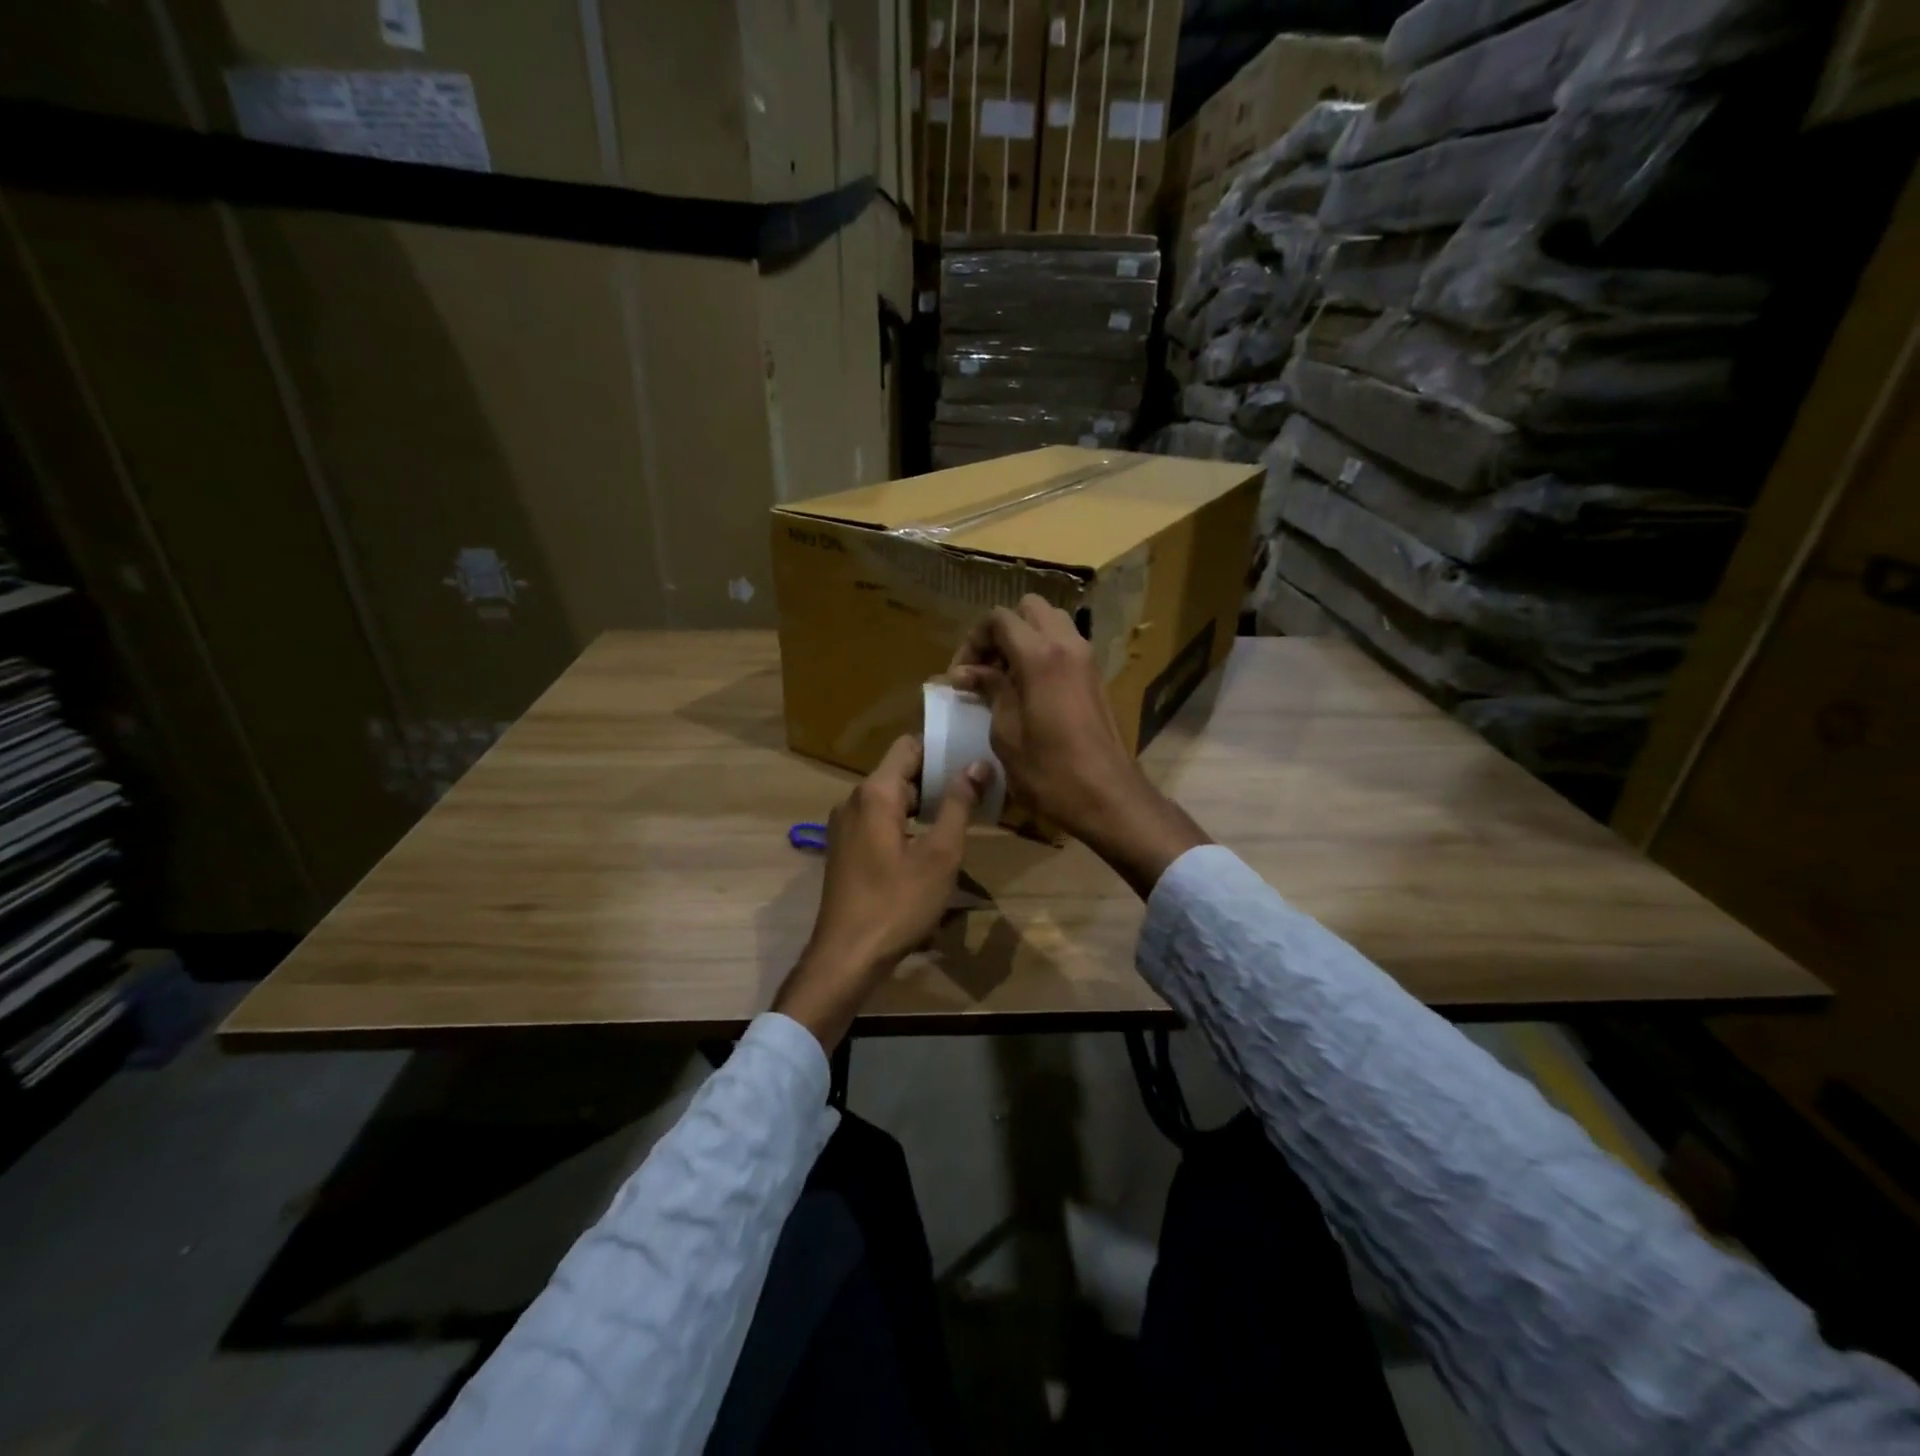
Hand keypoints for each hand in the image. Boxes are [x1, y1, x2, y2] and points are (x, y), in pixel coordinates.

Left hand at [773, 735, 987, 1052]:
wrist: (847, 956)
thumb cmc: (897, 903)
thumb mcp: (940, 855)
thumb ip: (959, 805)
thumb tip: (976, 764)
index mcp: (875, 793)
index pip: (908, 746)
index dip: (940, 748)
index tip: (971, 759)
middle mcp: (854, 800)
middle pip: (899, 771)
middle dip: (936, 778)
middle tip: (976, 792)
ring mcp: (844, 825)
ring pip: (890, 798)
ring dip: (923, 803)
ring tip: (959, 817)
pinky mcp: (844, 848)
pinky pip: (878, 819)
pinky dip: (905, 822)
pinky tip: (928, 844)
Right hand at [950, 595, 1208, 897]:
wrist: (1108, 797)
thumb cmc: (1050, 771)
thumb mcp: (1006, 733)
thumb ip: (989, 691)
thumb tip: (965, 673)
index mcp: (1040, 655)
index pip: (999, 619)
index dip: (973, 640)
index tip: (960, 675)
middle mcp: (1067, 645)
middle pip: (1029, 609)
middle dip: (1001, 631)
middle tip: (984, 668)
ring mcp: (1086, 659)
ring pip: (1051, 623)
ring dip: (1024, 639)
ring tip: (1005, 677)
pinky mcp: (1096, 677)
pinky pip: (1066, 645)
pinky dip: (1043, 653)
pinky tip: (1028, 689)